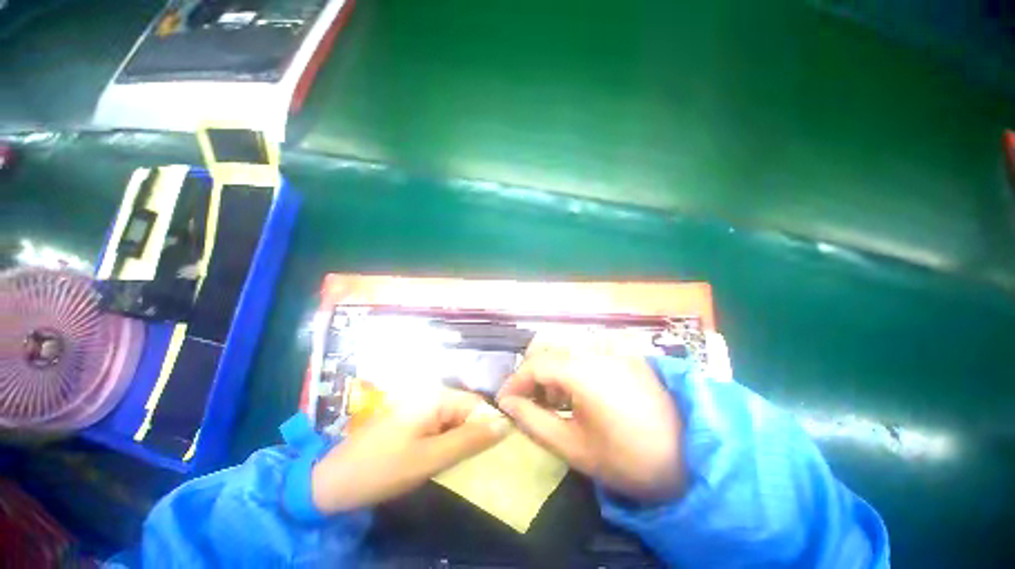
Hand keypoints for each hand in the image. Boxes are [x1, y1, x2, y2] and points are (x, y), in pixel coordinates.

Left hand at [311, 389, 510, 513]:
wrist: (331, 481)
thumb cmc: (383, 468)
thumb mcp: (431, 458)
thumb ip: (469, 440)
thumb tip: (505, 424)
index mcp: (436, 397)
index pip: (477, 404)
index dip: (489, 425)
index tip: (498, 451)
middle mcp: (430, 394)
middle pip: (466, 409)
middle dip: (476, 433)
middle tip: (479, 461)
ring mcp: (419, 406)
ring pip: (454, 418)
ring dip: (462, 438)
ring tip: (464, 462)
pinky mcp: (412, 419)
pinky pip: (440, 425)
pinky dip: (448, 440)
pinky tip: (445, 458)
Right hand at [497, 342, 684, 502]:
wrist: (691, 456)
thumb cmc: (629, 458)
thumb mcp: (574, 447)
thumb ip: (533, 421)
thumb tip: (507, 403)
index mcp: (582, 368)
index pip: (534, 363)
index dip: (514, 381)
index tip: (504, 401)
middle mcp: (595, 347)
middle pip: (547, 347)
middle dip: (532, 373)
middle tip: (532, 402)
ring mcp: (612, 345)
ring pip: (565, 345)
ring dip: (551, 367)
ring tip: (557, 400)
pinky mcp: (624, 350)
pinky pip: (585, 347)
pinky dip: (571, 363)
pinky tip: (580, 388)